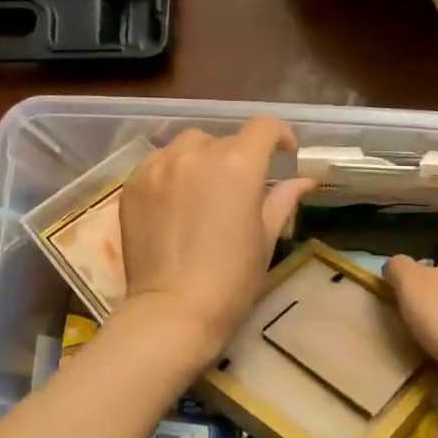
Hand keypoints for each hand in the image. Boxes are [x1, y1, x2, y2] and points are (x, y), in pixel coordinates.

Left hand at [115, 117, 313, 362]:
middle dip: (238, 157)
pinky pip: (159, 163)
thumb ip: (282, 200)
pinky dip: (173, 173)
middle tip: (240, 190)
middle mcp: (197, 154)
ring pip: (187, 145)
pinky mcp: (134, 184)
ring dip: (202, 159)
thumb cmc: (231, 280)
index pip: (263, 127)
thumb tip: (303, 180)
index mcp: (238, 165)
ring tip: (204, 190)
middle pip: (224, 140)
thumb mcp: (265, 239)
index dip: (278, 134)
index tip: (283, 153)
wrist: (173, 310)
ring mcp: (160, 166)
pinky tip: (175, 203)